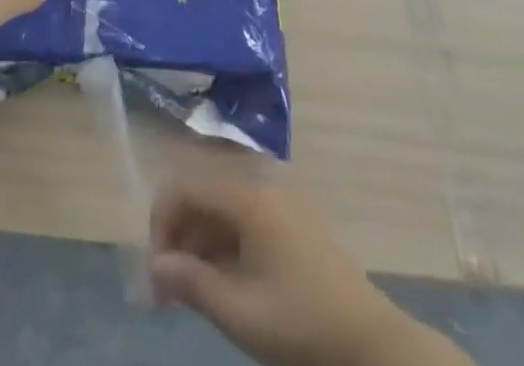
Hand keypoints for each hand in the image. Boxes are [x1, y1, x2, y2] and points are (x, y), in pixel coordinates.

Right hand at [149, 175, 458, 365]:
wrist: (369, 342)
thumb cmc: (300, 325)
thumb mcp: (239, 313)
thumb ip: (191, 282)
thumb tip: (155, 264)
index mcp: (247, 196)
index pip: (185, 189)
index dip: (161, 226)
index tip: (154, 276)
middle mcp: (261, 182)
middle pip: (203, 193)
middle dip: (178, 236)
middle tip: (166, 291)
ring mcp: (280, 197)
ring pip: (222, 205)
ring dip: (199, 240)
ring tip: (189, 291)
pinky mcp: (293, 216)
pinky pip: (244, 214)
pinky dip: (224, 241)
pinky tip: (221, 280)